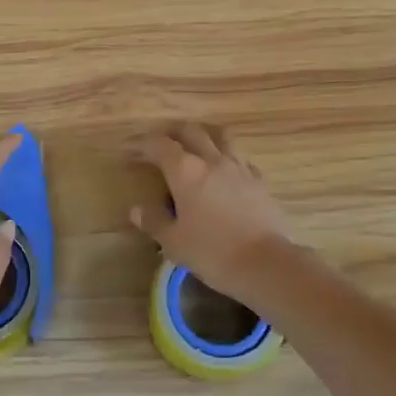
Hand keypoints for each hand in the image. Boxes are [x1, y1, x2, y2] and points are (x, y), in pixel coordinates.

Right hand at [129, 125, 300, 310]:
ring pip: (220, 137)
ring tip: (195, 149)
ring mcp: (240, 168)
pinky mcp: (259, 181)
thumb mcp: (174, 242)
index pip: (158, 145)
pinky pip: (240, 158)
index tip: (128, 153)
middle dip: (171, 134)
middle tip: (159, 146)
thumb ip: (154, 221)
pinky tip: (224, 173)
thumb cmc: (212, 252)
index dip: (141, 145)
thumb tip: (136, 210)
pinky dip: (226, 158)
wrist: (266, 264)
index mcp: (186, 170)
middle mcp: (212, 160)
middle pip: (190, 131)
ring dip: (203, 137)